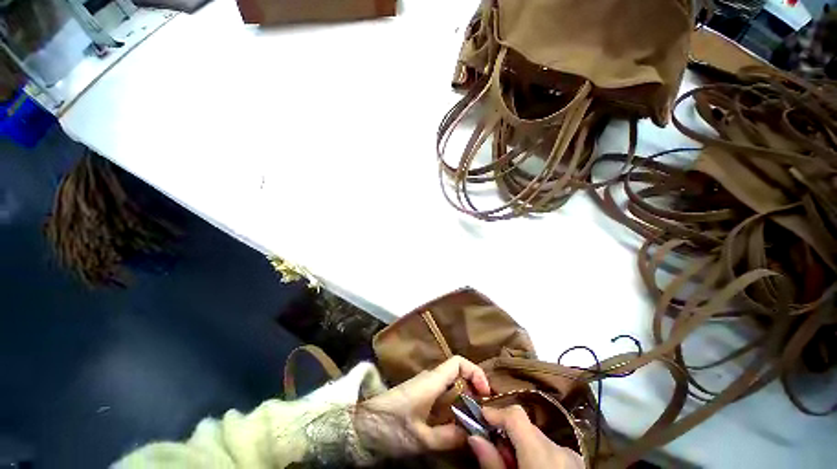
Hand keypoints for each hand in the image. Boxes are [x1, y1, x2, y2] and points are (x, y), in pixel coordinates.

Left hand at [356, 356, 491, 455]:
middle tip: (481, 413)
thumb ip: (451, 437)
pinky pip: (436, 398)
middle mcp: (423, 381)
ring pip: (446, 389)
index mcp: (429, 382)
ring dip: (460, 402)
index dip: (477, 373)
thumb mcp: (422, 439)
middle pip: (456, 376)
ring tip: (469, 421)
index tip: (485, 394)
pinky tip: (450, 426)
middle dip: (472, 391)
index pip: (459, 362)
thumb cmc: (387, 429)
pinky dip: (448, 408)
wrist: (353, 430)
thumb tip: (474, 434)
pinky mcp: (409, 401)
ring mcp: (415, 391)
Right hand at [468, 406, 584, 468]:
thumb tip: (475, 439)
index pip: (518, 417)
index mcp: (542, 453)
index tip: (478, 418)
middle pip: (529, 429)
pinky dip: (536, 455)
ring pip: (540, 441)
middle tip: (488, 450)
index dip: (496, 413)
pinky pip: (552, 451)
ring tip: (509, 467)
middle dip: (506, 435)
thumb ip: (492, 462)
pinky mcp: (577, 461)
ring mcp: (572, 455)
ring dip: (521, 447)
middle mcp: (561, 448)